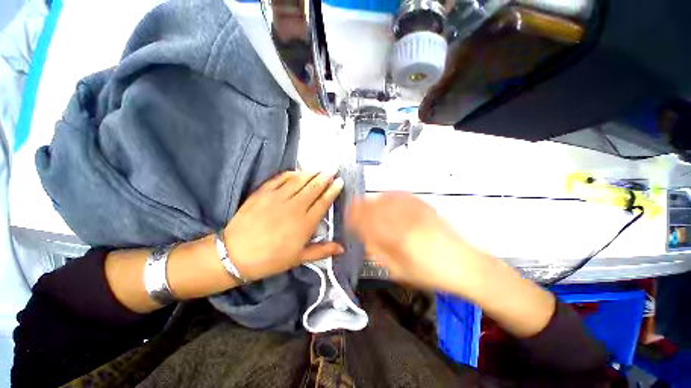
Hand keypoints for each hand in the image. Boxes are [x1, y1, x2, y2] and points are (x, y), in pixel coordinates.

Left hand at [223, 171, 343, 280]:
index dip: (333, 190)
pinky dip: (290, 174)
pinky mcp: (263, 193)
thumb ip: (322, 251)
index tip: (340, 181)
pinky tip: (296, 172)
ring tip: (319, 168)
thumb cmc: (271, 259)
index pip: (323, 202)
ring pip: (299, 181)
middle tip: (333, 169)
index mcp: (305, 223)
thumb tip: (342, 249)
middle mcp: (294, 207)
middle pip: (314, 188)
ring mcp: (278, 198)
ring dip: (311, 173)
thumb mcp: (299, 258)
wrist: (235, 255)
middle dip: (325, 177)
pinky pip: (280, 179)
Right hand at [347, 192, 490, 296]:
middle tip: (352, 210)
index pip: (367, 221)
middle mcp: (403, 218)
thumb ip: (379, 253)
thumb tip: (366, 239)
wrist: (465, 265)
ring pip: (385, 198)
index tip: (346, 216)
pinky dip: (389, 196)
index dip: (353, 217)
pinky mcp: (424, 206)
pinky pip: (401, 195)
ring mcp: (414, 210)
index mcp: (395, 236)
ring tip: (366, 204)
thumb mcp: (399, 271)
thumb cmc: (431, 274)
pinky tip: (385, 198)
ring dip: (372, 200)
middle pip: (374, 206)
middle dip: (359, 206)